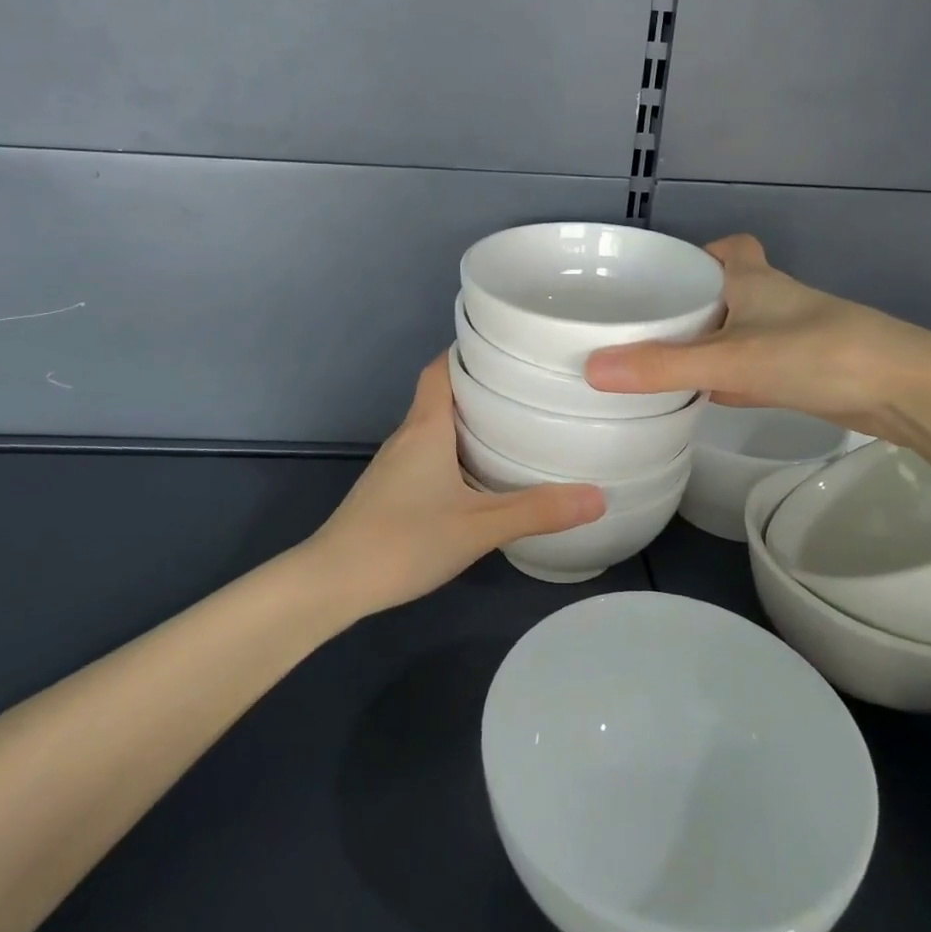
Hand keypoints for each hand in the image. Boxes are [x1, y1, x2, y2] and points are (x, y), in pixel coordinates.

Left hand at [299, 355, 605, 618]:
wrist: (332, 583)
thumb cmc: (403, 540)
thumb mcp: (479, 527)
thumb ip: (536, 511)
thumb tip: (598, 497)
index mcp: (426, 427)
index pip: (442, 368)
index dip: (469, 352)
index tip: (506, 348)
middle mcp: (408, 436)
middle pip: (442, 394)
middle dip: (481, 387)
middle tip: (527, 387)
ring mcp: (394, 465)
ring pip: (435, 427)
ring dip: (468, 421)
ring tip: (514, 426)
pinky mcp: (390, 491)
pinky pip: (428, 454)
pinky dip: (455, 451)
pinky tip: (480, 476)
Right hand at [585, 234, 930, 440]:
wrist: (906, 392)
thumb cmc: (817, 353)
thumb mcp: (730, 358)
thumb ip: (663, 366)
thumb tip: (592, 369)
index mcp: (751, 279)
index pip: (723, 247)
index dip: (693, 254)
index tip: (657, 276)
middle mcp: (770, 300)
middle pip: (724, 289)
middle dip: (690, 301)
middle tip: (646, 321)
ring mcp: (789, 337)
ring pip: (737, 329)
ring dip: (707, 339)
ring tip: (659, 358)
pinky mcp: (802, 371)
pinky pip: (752, 366)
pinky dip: (729, 376)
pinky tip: (705, 396)